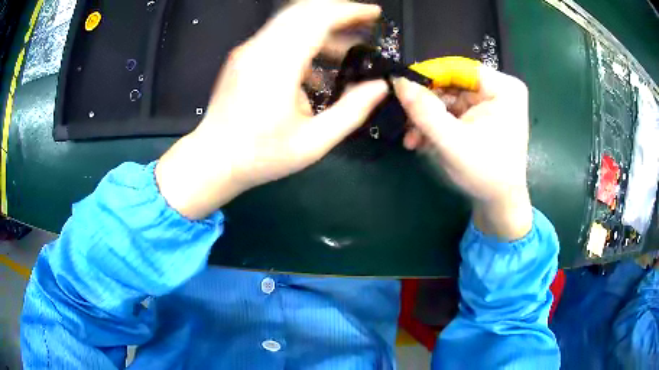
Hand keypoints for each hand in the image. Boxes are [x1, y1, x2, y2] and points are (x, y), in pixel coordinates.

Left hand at [156, 1, 387, 219]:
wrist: (213, 159)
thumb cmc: (260, 155)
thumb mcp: (313, 142)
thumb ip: (351, 111)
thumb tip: (379, 86)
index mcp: (278, 64)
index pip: (318, 18)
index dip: (350, 11)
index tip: (374, 14)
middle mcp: (260, 48)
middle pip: (304, 10)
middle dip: (338, 12)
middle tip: (364, 26)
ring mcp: (248, 50)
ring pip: (291, 20)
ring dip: (323, 28)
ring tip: (347, 51)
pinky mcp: (244, 56)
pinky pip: (279, 35)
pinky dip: (305, 40)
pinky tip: (317, 68)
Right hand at [393, 67, 532, 240]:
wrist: (499, 203)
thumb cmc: (485, 174)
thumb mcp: (452, 142)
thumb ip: (424, 111)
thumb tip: (399, 81)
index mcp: (503, 88)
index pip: (458, 68)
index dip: (428, 76)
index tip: (401, 87)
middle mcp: (499, 89)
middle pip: (452, 83)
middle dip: (426, 103)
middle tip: (404, 119)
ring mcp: (490, 102)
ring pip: (448, 98)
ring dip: (427, 117)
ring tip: (411, 137)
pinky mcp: (482, 114)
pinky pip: (452, 110)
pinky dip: (436, 123)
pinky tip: (422, 139)